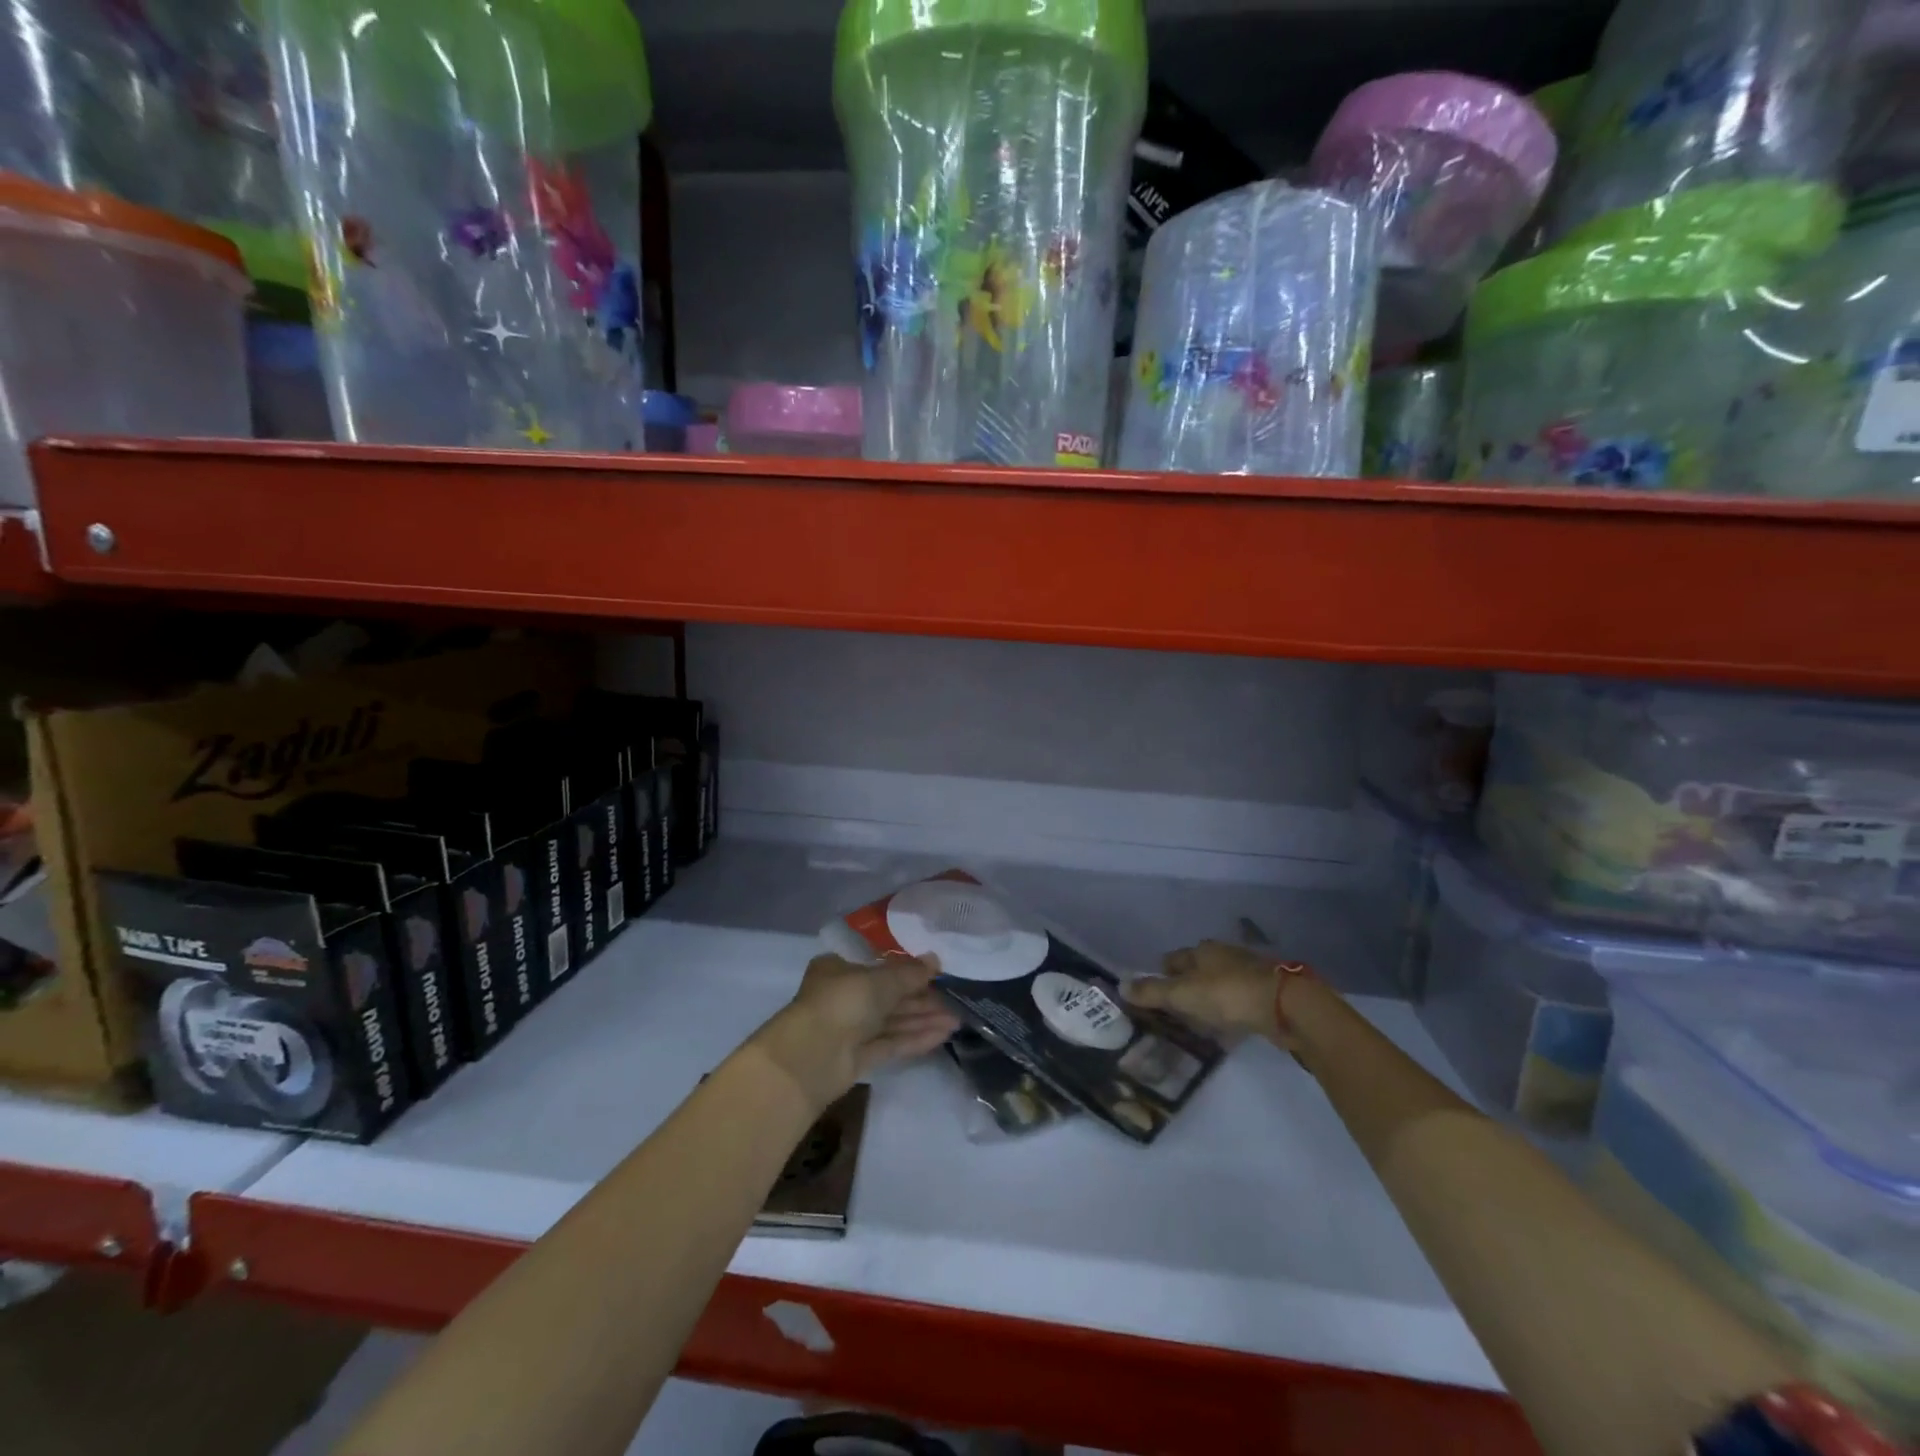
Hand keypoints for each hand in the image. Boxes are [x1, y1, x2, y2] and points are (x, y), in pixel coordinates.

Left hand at [753, 953, 960, 1111]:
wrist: (810, 1057)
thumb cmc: (843, 1002)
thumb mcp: (881, 979)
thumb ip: (910, 972)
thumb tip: (936, 959)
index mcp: (840, 969)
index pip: (879, 965)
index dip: (908, 968)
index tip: (936, 971)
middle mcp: (845, 997)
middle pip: (889, 995)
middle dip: (922, 997)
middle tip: (956, 997)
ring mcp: (851, 1029)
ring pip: (893, 1020)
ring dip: (924, 1018)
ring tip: (958, 1018)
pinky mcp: (858, 1057)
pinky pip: (891, 1043)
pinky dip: (916, 1038)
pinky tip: (944, 1035)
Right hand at [1122, 939, 1286, 1045]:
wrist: (1286, 1005)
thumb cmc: (1227, 994)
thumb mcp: (1182, 995)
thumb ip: (1151, 992)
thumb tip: (1120, 985)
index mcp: (1201, 950)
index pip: (1173, 959)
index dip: (1162, 974)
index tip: (1155, 992)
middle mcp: (1223, 954)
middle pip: (1197, 968)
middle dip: (1187, 985)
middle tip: (1176, 1008)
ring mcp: (1248, 971)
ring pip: (1220, 982)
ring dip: (1210, 997)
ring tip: (1200, 1019)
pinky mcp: (1267, 991)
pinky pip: (1240, 998)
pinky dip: (1231, 1008)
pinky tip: (1229, 1024)